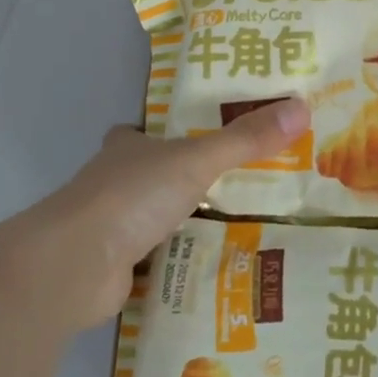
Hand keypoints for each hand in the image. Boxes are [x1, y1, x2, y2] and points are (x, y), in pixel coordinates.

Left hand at [6, 97, 310, 330]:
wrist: (75, 266)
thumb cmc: (133, 197)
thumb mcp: (198, 160)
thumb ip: (246, 140)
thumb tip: (302, 108)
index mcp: (127, 150)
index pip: (142, 133)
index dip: (164, 133)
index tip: (201, 139)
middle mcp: (113, 184)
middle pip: (149, 176)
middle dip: (181, 181)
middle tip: (235, 185)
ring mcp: (110, 228)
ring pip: (152, 219)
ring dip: (182, 222)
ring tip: (236, 225)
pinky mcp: (113, 268)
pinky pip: (154, 259)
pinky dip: (176, 261)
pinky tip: (210, 266)